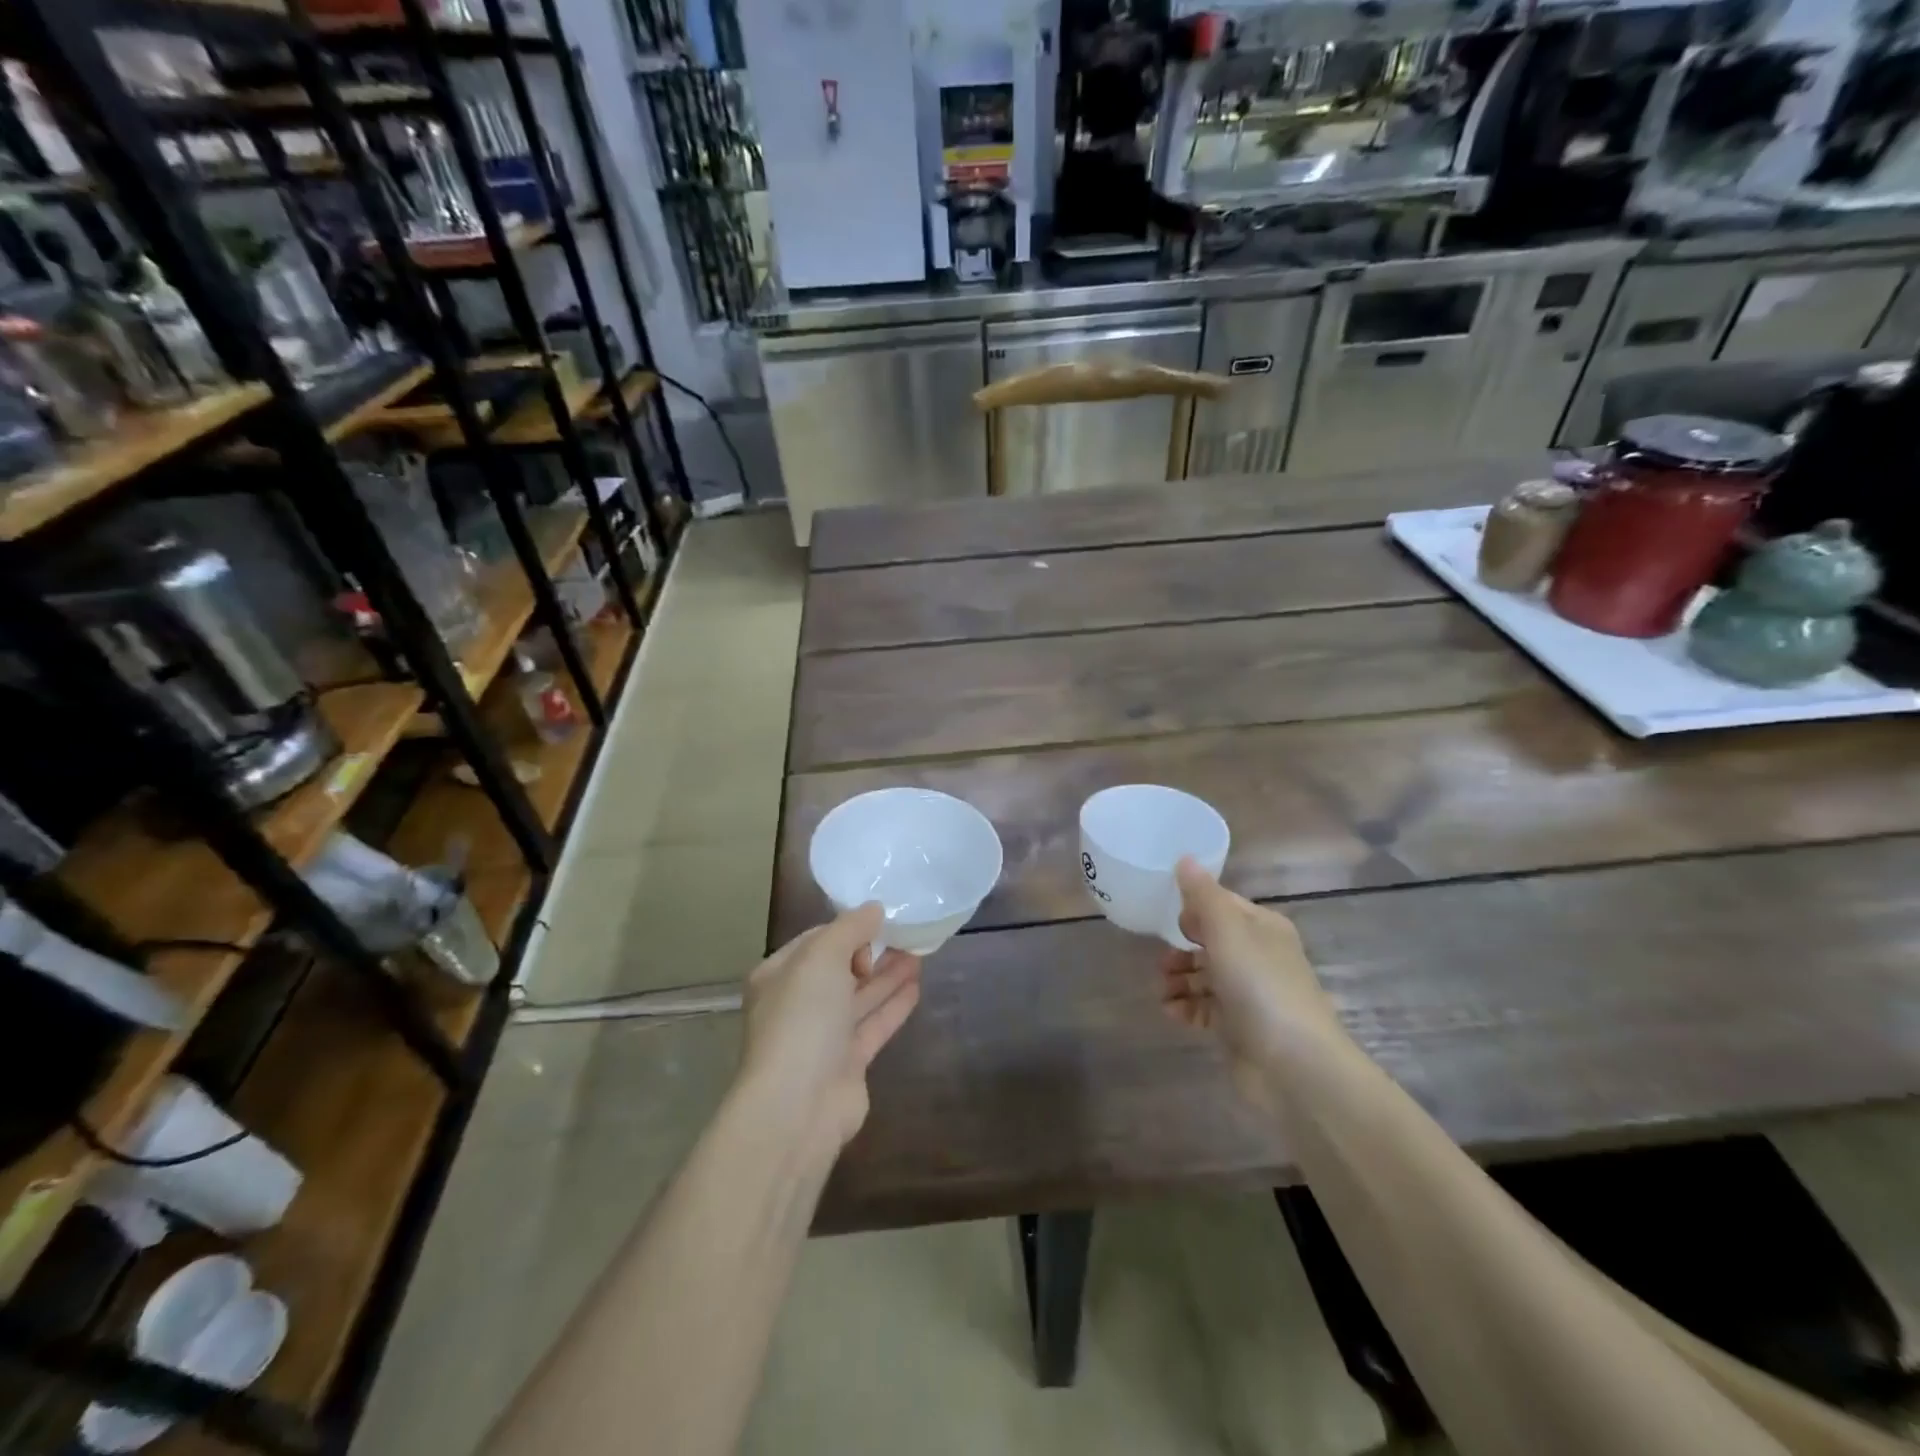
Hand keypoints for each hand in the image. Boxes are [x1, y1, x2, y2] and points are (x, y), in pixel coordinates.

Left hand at [737, 903, 921, 1156]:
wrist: (798, 1106)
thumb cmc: (802, 1019)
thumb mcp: (822, 957)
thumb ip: (850, 928)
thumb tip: (874, 908)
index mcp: (778, 976)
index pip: (816, 942)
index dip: (847, 929)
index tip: (879, 921)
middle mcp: (797, 1004)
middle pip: (840, 969)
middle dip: (873, 951)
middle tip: (908, 934)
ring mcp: (822, 1037)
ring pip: (860, 997)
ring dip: (888, 975)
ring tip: (920, 953)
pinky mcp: (847, 1063)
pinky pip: (873, 1025)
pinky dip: (893, 1005)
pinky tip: (916, 986)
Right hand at [1159, 857, 1339, 1109]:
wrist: (1294, 1066)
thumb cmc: (1260, 986)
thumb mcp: (1227, 930)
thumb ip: (1202, 895)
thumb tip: (1185, 858)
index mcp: (1262, 927)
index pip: (1223, 905)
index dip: (1194, 909)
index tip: (1168, 918)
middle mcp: (1259, 956)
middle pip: (1211, 942)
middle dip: (1181, 949)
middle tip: (1160, 961)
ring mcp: (1251, 994)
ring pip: (1206, 977)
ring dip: (1179, 980)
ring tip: (1162, 991)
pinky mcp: (1241, 1029)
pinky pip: (1206, 1009)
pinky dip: (1187, 1008)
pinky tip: (1171, 1012)